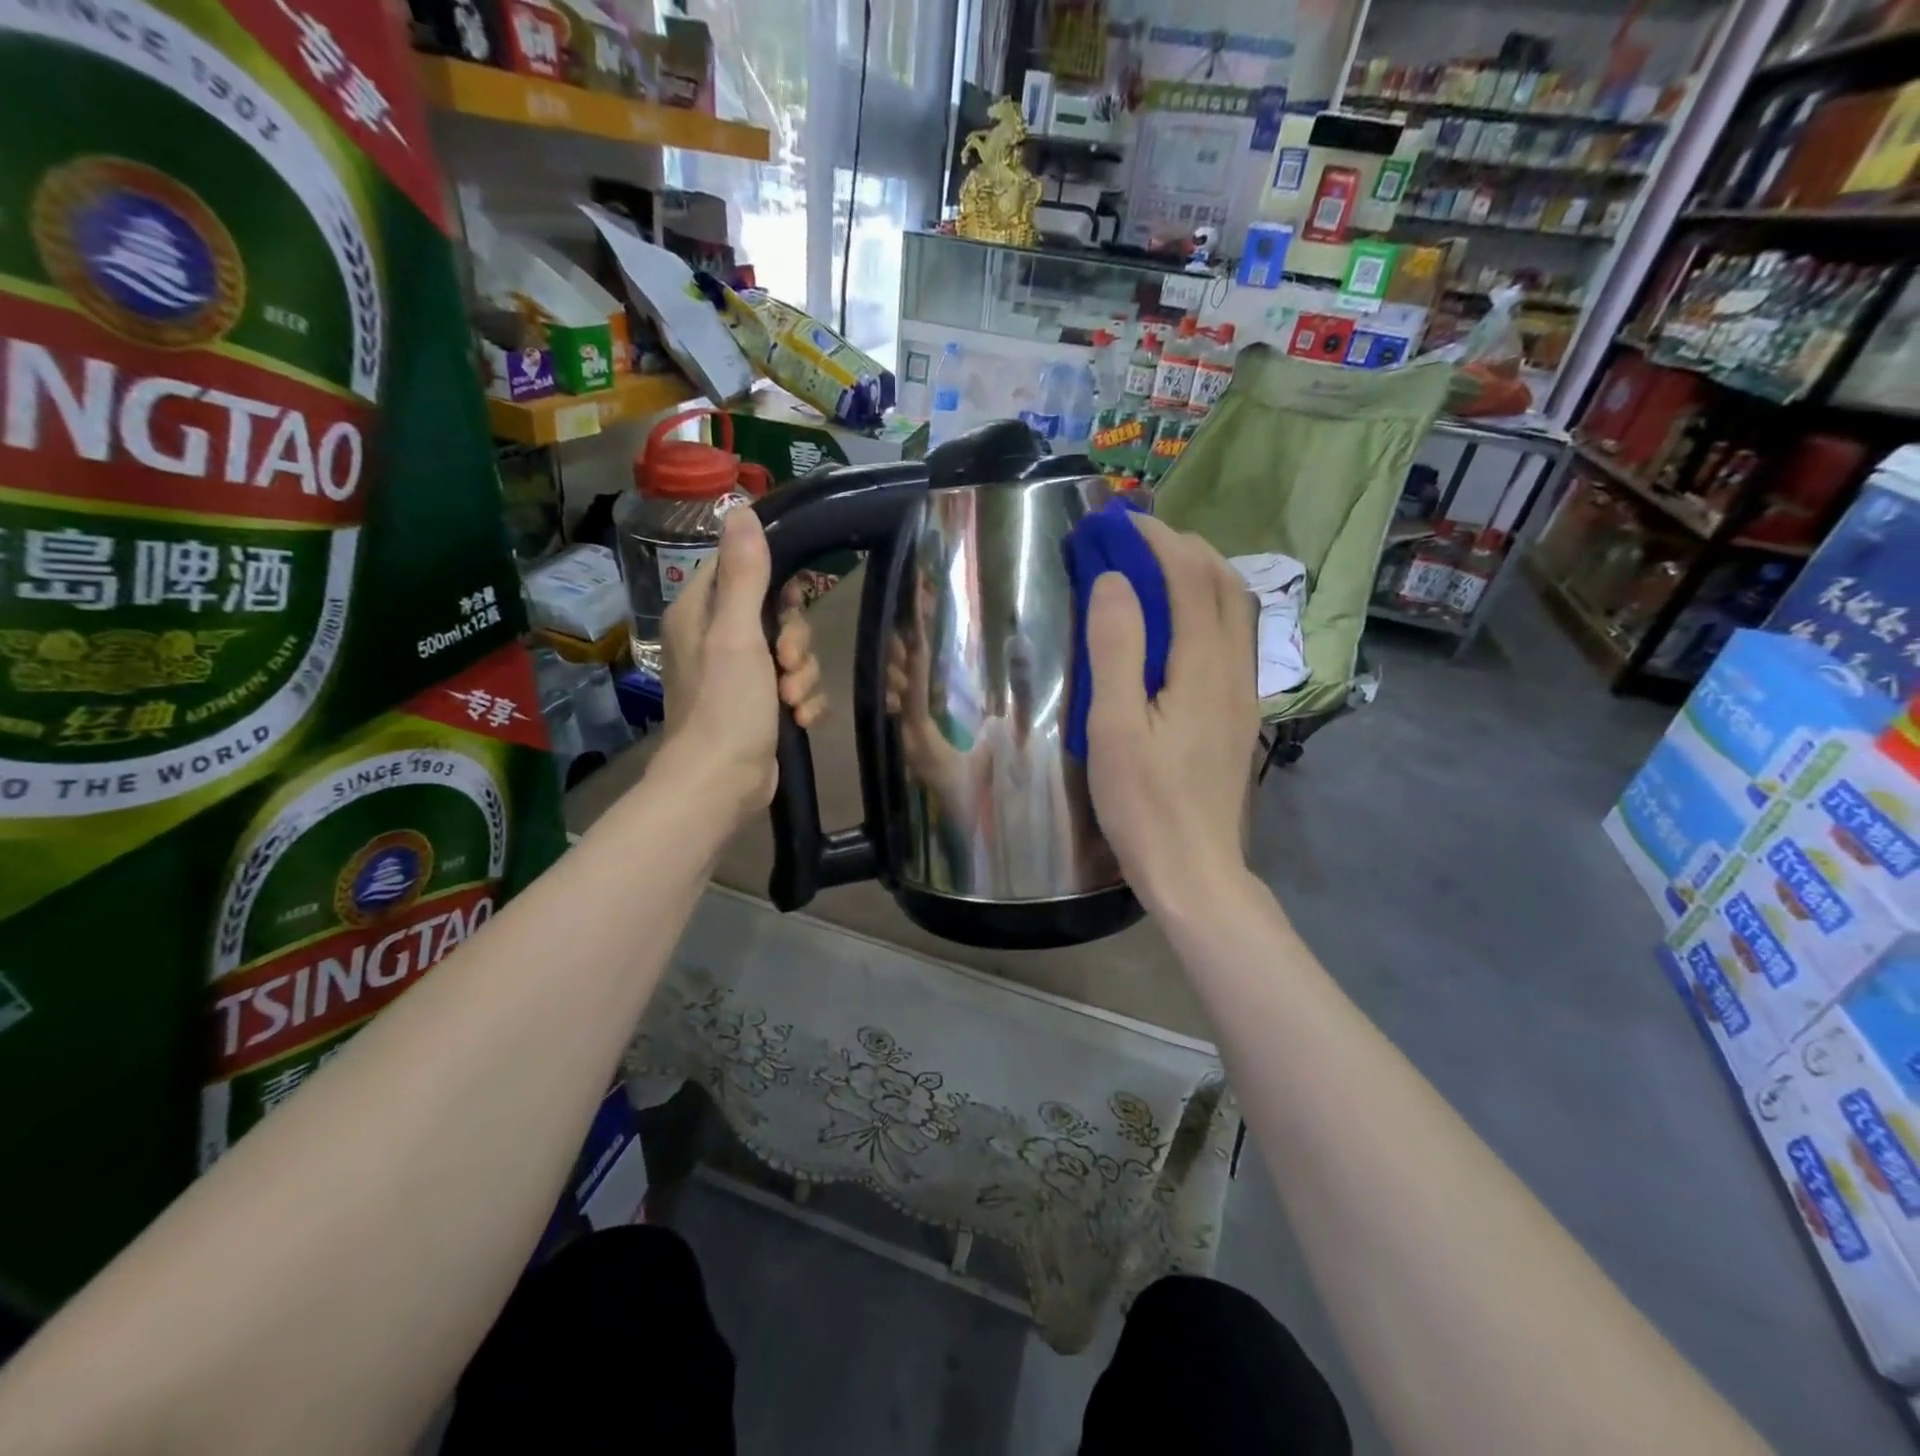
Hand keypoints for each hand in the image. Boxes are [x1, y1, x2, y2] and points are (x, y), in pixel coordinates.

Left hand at [657, 508, 827, 823]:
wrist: (723, 784)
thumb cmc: (726, 706)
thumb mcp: (739, 634)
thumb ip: (745, 573)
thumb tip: (741, 508)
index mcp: (702, 612)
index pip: (742, 567)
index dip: (776, 581)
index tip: (794, 599)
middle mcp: (718, 638)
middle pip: (778, 613)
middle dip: (796, 641)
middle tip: (788, 663)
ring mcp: (741, 675)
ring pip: (793, 653)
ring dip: (803, 676)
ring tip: (792, 703)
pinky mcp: (761, 705)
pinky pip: (796, 686)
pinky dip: (803, 702)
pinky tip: (799, 720)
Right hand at [1084, 515, 1257, 916]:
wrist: (1195, 869)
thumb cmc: (1144, 804)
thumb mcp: (1114, 727)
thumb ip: (1116, 649)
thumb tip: (1116, 581)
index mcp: (1204, 668)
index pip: (1190, 579)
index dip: (1158, 541)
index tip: (1120, 522)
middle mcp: (1235, 670)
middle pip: (1224, 585)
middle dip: (1184, 548)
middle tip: (1138, 538)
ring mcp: (1243, 694)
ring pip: (1235, 612)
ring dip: (1200, 576)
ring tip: (1157, 569)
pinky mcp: (1238, 715)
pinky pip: (1232, 640)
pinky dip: (1206, 610)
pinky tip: (1176, 627)